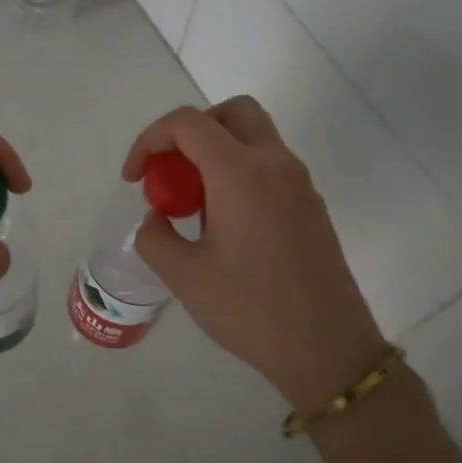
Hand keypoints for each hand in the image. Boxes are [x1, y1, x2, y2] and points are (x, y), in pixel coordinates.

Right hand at [123, 97, 386, 410]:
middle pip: (231, 113)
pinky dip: (239, 172)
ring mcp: (299, 183)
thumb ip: (155, 236)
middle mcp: (275, 164)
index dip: (150, 140)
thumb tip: (157, 218)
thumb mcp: (184, 277)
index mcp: (240, 172)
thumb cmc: (250, 310)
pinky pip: (269, 166)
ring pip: (254, 137)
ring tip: (194, 204)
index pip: (188, 123)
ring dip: (216, 152)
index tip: (134, 179)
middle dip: (191, 131)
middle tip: (170, 172)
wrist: (327, 348)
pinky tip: (224, 224)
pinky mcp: (310, 205)